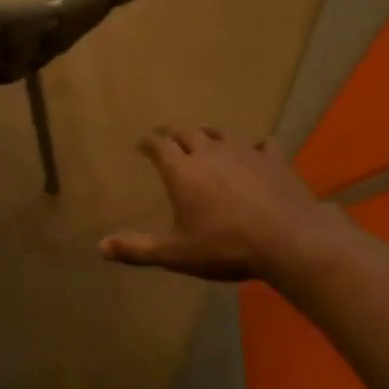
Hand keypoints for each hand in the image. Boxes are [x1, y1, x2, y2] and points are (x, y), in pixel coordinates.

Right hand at [99, 126, 354, 285]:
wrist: (289, 240)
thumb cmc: (225, 247)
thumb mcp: (176, 254)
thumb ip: (137, 250)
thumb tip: (100, 248)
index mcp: (182, 172)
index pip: (159, 145)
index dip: (148, 143)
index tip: (142, 145)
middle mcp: (209, 154)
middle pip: (187, 134)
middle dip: (174, 135)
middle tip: (168, 138)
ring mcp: (244, 153)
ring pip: (221, 134)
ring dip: (208, 135)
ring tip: (204, 137)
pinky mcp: (274, 161)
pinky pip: (261, 145)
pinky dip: (253, 147)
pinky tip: (255, 152)